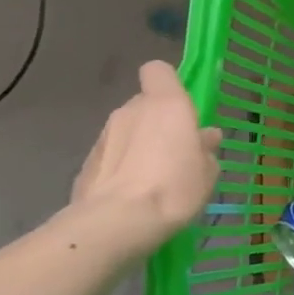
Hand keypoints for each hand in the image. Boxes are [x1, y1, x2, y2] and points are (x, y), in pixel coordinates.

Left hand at [71, 61, 221, 256]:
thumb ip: (205, 149)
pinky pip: (112, 155)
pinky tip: (130, 194)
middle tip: (174, 152)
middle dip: (157, 122)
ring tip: (152, 179)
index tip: (181, 107)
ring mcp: (104, 135)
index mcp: (166, 104)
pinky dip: (120, 167)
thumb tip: (205, 137)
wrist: (116, 223)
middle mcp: (132, 110)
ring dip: (138, 145)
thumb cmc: (174, 187)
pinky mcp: (86, 162)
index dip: (168, 84)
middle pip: (144, 104)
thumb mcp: (207, 172)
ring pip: (127, 130)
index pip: (158, 71)